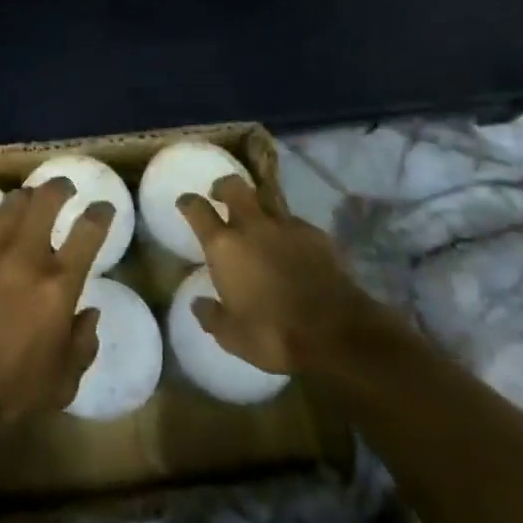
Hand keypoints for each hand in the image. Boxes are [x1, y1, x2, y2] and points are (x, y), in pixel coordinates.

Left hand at [0, 178, 111, 443]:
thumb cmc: (11, 395)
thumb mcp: (64, 381)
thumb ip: (82, 342)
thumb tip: (89, 312)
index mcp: (58, 286)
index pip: (88, 231)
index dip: (101, 213)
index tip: (104, 207)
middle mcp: (24, 257)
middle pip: (46, 200)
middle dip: (59, 188)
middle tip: (64, 189)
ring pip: (10, 204)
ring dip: (25, 199)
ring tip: (29, 202)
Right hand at [176, 175, 378, 375]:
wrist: (337, 332)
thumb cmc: (274, 333)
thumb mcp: (232, 336)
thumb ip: (211, 316)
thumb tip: (198, 304)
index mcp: (224, 246)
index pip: (197, 209)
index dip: (188, 202)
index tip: (185, 202)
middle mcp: (252, 226)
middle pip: (233, 186)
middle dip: (223, 187)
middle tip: (220, 196)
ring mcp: (287, 226)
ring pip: (266, 199)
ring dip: (257, 205)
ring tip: (258, 221)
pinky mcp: (316, 235)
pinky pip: (294, 222)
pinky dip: (287, 229)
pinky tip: (291, 246)